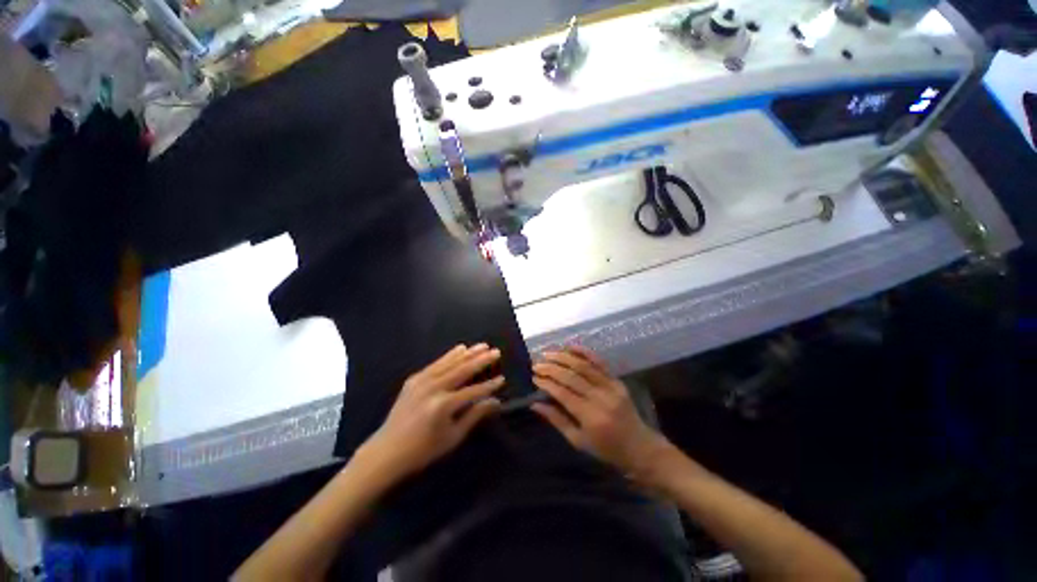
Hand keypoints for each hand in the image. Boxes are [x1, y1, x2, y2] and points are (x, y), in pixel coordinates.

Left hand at [359, 344, 503, 482]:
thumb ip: (475, 415)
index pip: (473, 391)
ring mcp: (422, 381)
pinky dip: (450, 355)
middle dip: (481, 360)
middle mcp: (433, 388)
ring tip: (483, 345)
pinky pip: (436, 363)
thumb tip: (495, 402)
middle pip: (463, 370)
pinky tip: (460, 348)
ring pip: (450, 362)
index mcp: (443, 405)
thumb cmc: (423, 450)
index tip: (502, 378)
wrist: (386, 451)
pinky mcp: (414, 379)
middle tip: (496, 351)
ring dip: (468, 353)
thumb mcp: (453, 437)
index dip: (489, 386)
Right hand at [531, 346, 670, 480]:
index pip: (563, 393)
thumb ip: (557, 420)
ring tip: (547, 354)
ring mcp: (611, 386)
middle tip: (536, 364)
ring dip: (563, 357)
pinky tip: (570, 346)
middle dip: (551, 368)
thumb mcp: (578, 441)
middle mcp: (600, 398)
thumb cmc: (606, 449)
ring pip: (583, 366)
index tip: (534, 377)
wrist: (640, 447)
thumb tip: (535, 404)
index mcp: (590, 416)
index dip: (547, 383)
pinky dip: (584, 352)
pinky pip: (599, 362)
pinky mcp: (617, 381)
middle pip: (571, 376)